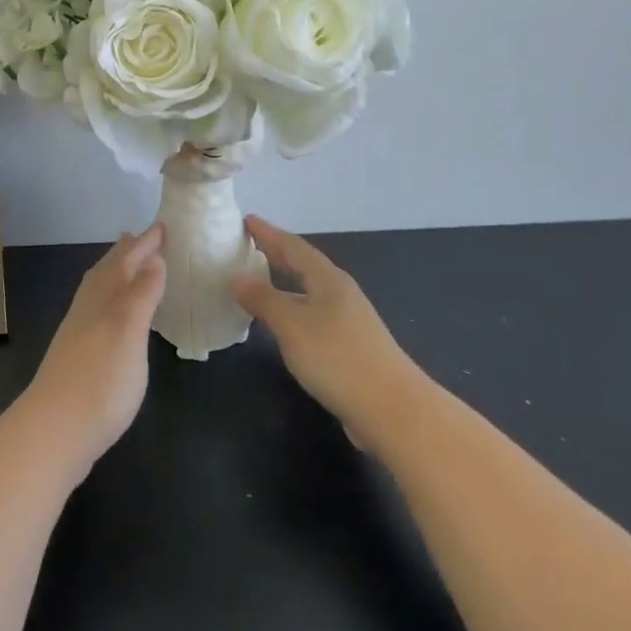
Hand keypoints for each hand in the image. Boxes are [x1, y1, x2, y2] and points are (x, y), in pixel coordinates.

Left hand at [21, 225, 166, 478]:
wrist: (54, 432)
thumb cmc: (100, 380)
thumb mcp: (128, 332)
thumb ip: (141, 295)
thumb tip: (153, 258)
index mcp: (103, 299)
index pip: (126, 261)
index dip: (145, 244)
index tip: (163, 225)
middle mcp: (88, 310)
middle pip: (107, 273)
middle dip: (126, 254)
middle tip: (140, 237)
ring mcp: (79, 335)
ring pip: (99, 292)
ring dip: (115, 276)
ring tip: (128, 268)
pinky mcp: (78, 359)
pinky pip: (98, 314)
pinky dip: (111, 304)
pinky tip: (114, 320)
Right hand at [232, 216, 421, 449]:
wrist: (393, 411)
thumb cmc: (338, 358)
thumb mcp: (292, 325)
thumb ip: (263, 299)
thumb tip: (237, 277)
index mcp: (329, 280)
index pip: (294, 247)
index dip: (269, 233)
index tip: (246, 220)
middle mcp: (341, 295)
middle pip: (304, 266)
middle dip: (277, 254)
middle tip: (249, 245)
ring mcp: (349, 322)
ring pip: (309, 293)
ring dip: (284, 284)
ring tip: (258, 282)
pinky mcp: (350, 349)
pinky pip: (313, 316)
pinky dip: (292, 310)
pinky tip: (282, 325)